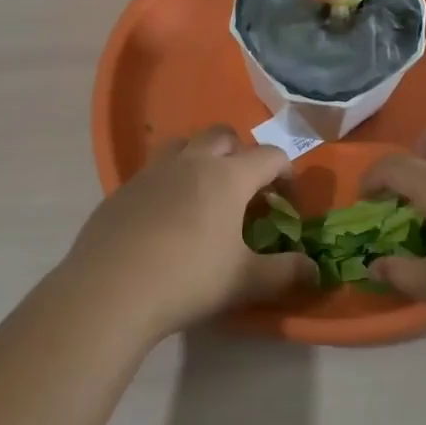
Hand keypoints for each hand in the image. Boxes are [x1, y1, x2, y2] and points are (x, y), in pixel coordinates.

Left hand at [62, 127, 314, 339]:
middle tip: (244, 189)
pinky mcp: (123, 188)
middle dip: (241, 153)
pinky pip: (154, 171)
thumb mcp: (244, 281)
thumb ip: (284, 272)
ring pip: (184, 145)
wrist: (111, 289)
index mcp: (228, 176)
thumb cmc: (188, 279)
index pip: (269, 156)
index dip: (285, 173)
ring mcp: (153, 171)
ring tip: (203, 193)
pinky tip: (165, 217)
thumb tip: (315, 270)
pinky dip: (169, 181)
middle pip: (223, 135)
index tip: (287, 200)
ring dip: (201, 157)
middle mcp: (192, 162)